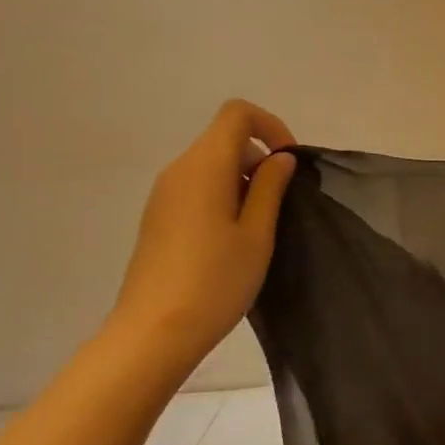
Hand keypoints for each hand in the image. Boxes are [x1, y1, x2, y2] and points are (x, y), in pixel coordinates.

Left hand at [111, 100, 297, 350]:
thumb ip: (270, 188)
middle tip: (282, 204)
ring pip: (210, 165)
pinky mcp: (158, 217)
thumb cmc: (215, 281)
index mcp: (204, 166)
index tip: (289, 164)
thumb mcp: (257, 235)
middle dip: (260, 159)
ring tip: (260, 228)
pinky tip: (232, 240)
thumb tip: (280, 158)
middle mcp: (178, 170)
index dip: (271, 126)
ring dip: (242, 181)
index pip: (237, 113)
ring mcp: (163, 194)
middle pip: (224, 139)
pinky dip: (222, 197)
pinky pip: (196, 188)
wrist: (155, 331)